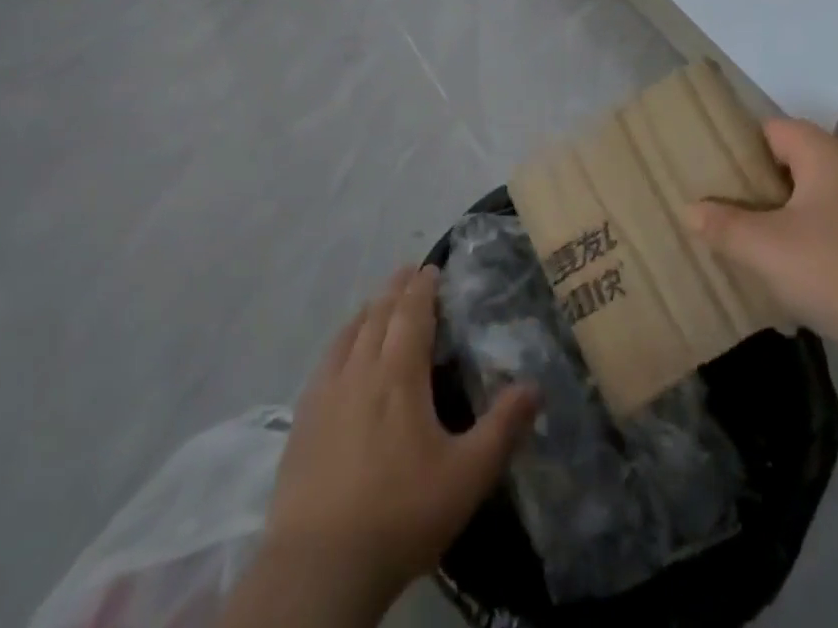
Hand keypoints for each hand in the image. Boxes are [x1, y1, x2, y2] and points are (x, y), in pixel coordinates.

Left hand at [249, 266, 538, 623]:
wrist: (318, 569)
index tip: (432, 268)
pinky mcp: (302, 423)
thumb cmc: (401, 513)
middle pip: (378, 315)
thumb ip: (504, 427)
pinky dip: (341, 342)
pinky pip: (325, 362)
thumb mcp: (467, 475)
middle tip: (409, 273)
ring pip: (348, 334)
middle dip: (395, 290)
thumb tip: (536, 386)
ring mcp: (325, 395)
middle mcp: (360, 370)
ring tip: (378, 303)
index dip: (423, 287)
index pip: (411, 312)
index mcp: (399, 373)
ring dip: (367, 311)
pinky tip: (341, 353)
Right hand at [685, 118, 837, 369]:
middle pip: (788, 159)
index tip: (706, 172)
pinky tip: (782, 263)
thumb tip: (690, 209)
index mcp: (824, 152)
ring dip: (776, 211)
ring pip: (807, 193)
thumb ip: (724, 225)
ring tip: (739, 235)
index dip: (736, 147)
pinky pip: (827, 219)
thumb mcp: (767, 249)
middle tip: (715, 205)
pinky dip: (802, 232)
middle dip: (752, 183)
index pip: (770, 129)